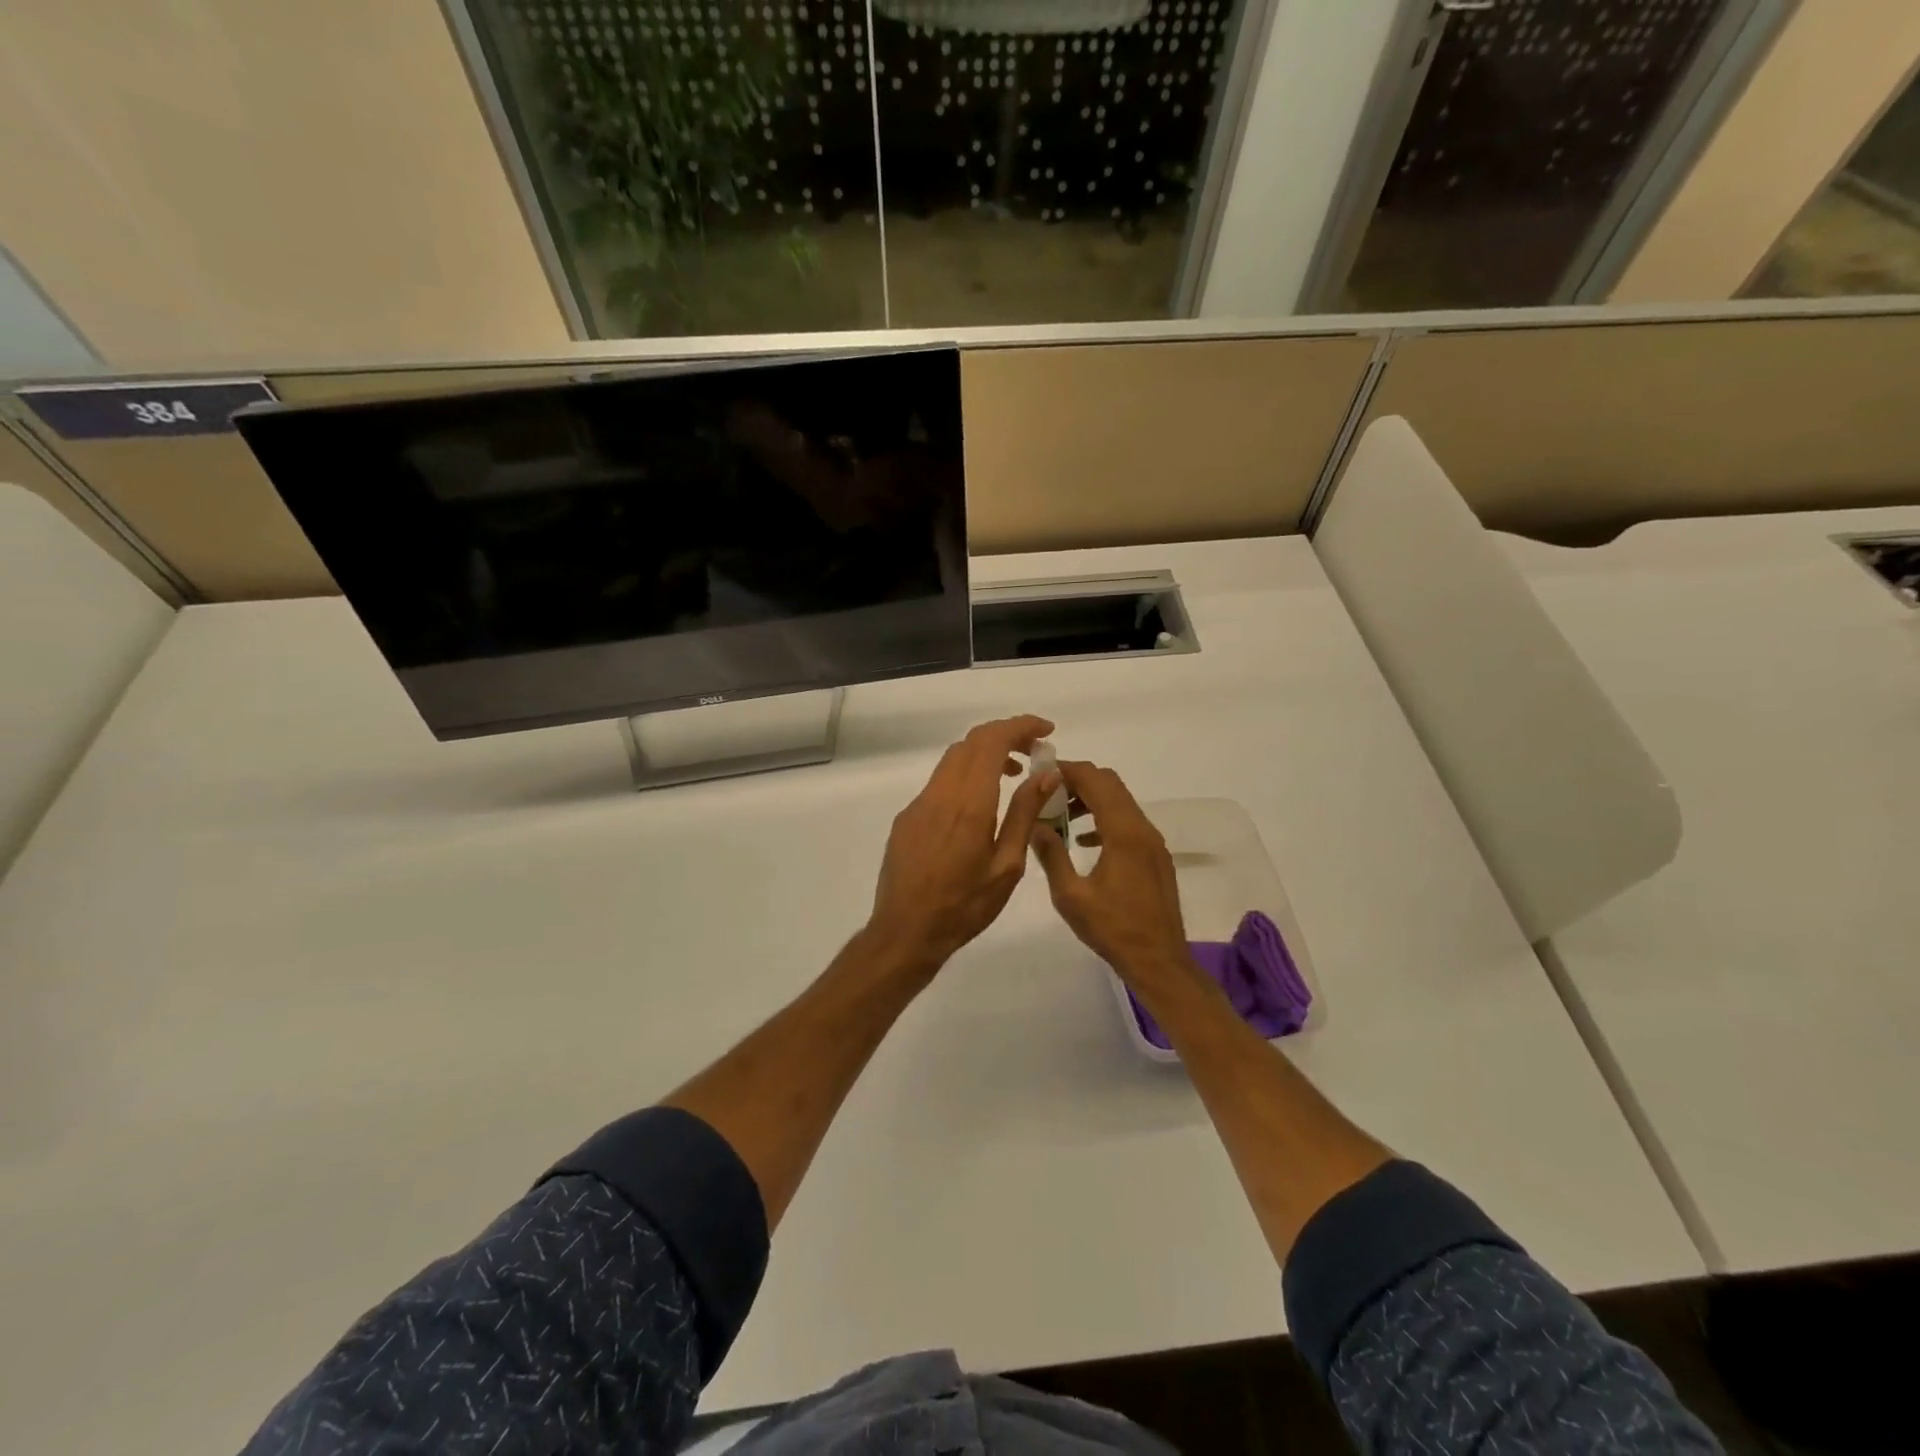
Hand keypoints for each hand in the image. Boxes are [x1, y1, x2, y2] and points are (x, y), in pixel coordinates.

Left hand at [866, 714, 1056, 976]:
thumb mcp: (1007, 866)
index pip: (992, 741)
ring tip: (1013, 775)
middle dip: (1006, 736)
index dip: (1020, 726)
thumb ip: (1025, 814)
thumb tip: (1046, 773)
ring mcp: (919, 804)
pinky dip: (966, 776)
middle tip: (1034, 752)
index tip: (1046, 731)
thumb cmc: (965, 906)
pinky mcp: (907, 818)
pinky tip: (980, 805)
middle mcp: (940, 793)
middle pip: (972, 742)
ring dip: (985, 754)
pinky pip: (940, 782)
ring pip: (953, 759)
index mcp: (969, 803)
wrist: (906, 932)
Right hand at [1030, 762, 1193, 986]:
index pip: (1096, 781)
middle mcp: (1142, 828)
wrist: (1159, 961)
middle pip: (1111, 784)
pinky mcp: (1154, 856)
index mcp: (1123, 833)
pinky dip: (1104, 819)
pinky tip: (1082, 840)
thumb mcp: (1071, 896)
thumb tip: (1034, 824)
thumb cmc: (1113, 929)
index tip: (1041, 773)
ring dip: (1091, 800)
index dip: (1068, 770)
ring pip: (1120, 802)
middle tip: (1047, 792)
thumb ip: (1051, 855)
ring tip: (1059, 816)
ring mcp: (1152, 842)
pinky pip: (1127, 822)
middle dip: (1078, 781)